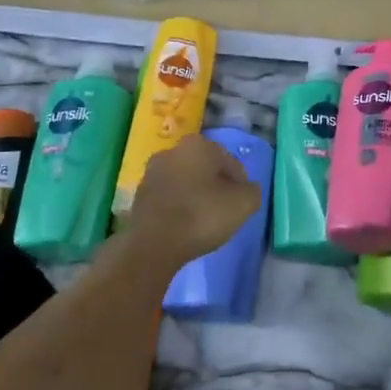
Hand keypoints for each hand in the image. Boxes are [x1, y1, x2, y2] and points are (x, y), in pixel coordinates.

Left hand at [125, 133, 261, 266]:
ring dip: (196, 195)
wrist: (154, 245)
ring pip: (185, 181)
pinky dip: (178, 206)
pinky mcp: (139, 194)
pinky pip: (169, 196)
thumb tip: (246, 189)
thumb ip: (251, 191)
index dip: (240, 184)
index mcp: (198, 145)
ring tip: (204, 221)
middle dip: (216, 186)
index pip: (230, 162)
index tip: (241, 204)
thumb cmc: (202, 216)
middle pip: (205, 168)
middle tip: (224, 211)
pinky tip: (184, 225)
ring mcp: (151, 172)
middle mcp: (172, 151)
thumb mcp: (243, 204)